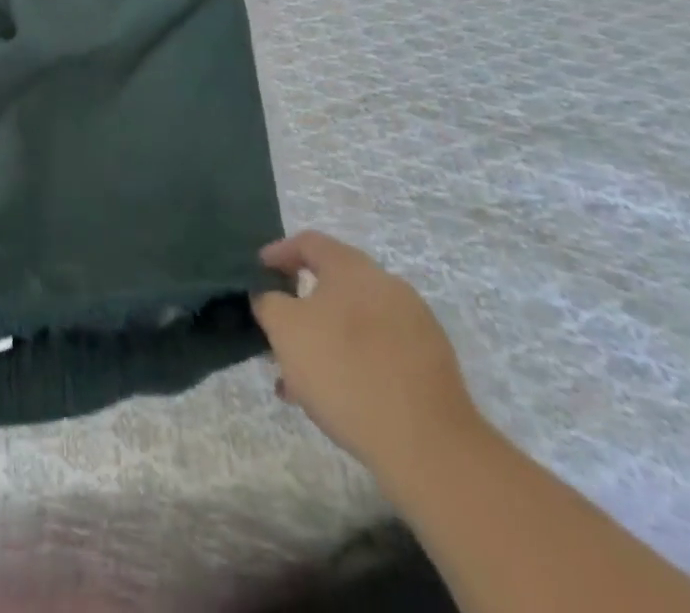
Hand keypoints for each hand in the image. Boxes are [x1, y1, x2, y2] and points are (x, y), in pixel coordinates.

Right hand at [250, 232, 484, 486]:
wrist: (429, 447)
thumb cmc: (344, 370)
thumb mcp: (285, 328)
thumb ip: (268, 302)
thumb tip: (270, 296)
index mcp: (352, 267)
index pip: (308, 243)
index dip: (278, 252)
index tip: (257, 273)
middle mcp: (387, 286)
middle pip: (333, 284)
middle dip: (300, 306)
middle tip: (277, 331)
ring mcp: (416, 326)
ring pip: (355, 323)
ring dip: (324, 340)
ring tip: (299, 378)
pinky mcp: (432, 367)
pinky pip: (379, 352)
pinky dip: (353, 363)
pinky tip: (336, 398)